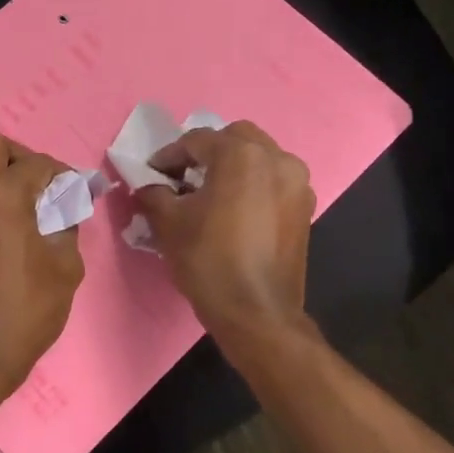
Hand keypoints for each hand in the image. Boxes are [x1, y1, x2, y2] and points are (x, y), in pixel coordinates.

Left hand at [0, 134, 84, 396]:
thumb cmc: (25, 310)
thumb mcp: (64, 266)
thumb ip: (67, 223)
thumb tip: (66, 204)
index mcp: (1, 195)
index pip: (36, 164)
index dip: (63, 173)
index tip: (76, 190)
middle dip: (23, 159)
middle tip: (44, 187)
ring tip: (21, 202)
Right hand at [137, 121, 315, 340]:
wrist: (256, 313)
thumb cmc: (209, 260)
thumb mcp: (168, 223)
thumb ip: (154, 193)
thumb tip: (149, 186)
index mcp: (241, 154)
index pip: (196, 141)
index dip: (169, 156)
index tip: (151, 173)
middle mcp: (276, 158)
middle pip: (234, 139)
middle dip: (206, 152)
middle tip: (183, 176)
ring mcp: (297, 183)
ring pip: (259, 157)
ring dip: (233, 165)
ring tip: (209, 191)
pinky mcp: (304, 207)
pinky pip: (274, 180)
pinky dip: (253, 184)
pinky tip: (234, 208)